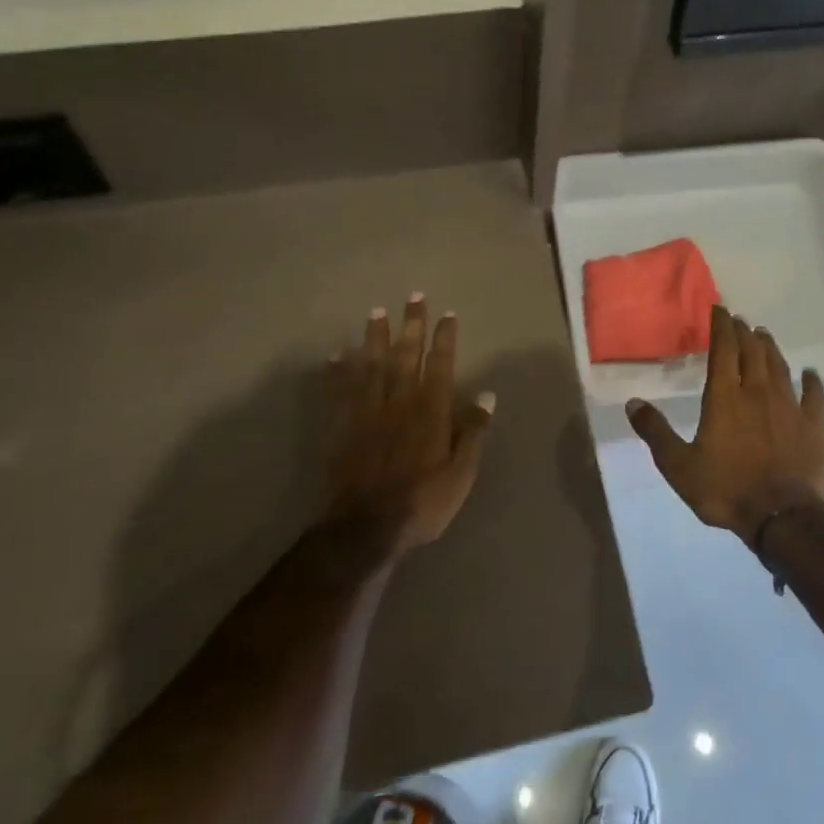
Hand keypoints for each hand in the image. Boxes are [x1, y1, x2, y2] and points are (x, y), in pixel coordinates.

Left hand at [326, 296, 496, 552]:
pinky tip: (337, 355)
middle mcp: (399, 401)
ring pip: (372, 365)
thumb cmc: (423, 501)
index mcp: (431, 410)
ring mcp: (367, 411)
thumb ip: (473, 431)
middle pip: (406, 355)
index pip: (441, 364)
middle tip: (414, 296)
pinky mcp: (341, 426)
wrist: (367, 526)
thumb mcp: (462, 472)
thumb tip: (486, 395)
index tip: (447, 314)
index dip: (445, 338)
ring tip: (376, 311)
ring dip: (375, 337)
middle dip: (411, 325)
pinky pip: (338, 391)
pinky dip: (337, 371)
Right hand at [626, 305, 823, 546]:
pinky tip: (809, 374)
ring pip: (779, 367)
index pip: (724, 350)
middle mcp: (757, 393)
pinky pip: (813, 396)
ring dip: (770, 348)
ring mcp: (789, 407)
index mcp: (725, 398)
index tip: (720, 310)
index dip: (721, 327)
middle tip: (740, 321)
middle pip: (752, 352)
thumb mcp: (678, 466)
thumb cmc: (726, 489)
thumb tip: (632, 402)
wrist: (782, 518)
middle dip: (744, 332)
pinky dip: (811, 381)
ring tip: (764, 335)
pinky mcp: (812, 426)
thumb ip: (655, 432)